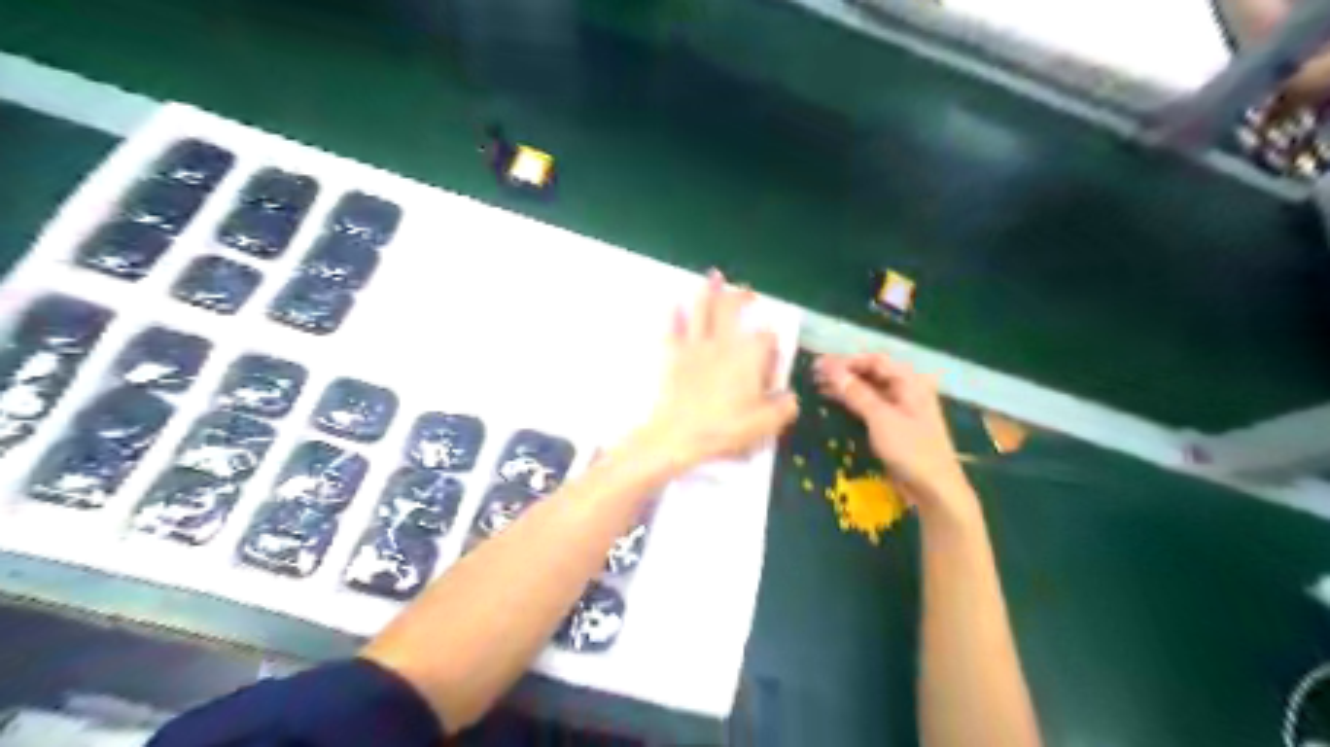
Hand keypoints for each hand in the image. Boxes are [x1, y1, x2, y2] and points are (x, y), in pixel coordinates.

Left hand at [635, 270, 791, 473]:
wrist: (679, 434)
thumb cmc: (725, 429)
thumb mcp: (764, 424)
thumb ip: (783, 408)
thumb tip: (790, 397)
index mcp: (748, 357)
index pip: (765, 336)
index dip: (771, 338)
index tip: (772, 346)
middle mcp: (723, 343)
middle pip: (732, 310)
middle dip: (741, 297)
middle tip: (747, 291)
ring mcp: (695, 346)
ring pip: (702, 310)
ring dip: (708, 291)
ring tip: (714, 276)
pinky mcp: (673, 355)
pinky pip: (673, 328)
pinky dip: (674, 315)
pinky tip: (674, 303)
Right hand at [818, 354, 973, 514]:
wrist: (934, 490)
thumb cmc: (911, 450)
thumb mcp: (880, 418)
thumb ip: (856, 392)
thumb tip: (831, 369)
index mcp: (910, 382)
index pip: (874, 360)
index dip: (846, 360)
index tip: (820, 365)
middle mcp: (907, 390)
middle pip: (871, 373)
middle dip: (843, 372)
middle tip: (814, 375)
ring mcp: (901, 408)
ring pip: (869, 389)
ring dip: (845, 387)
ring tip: (818, 387)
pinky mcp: (894, 426)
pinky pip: (870, 406)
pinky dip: (852, 402)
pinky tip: (834, 403)